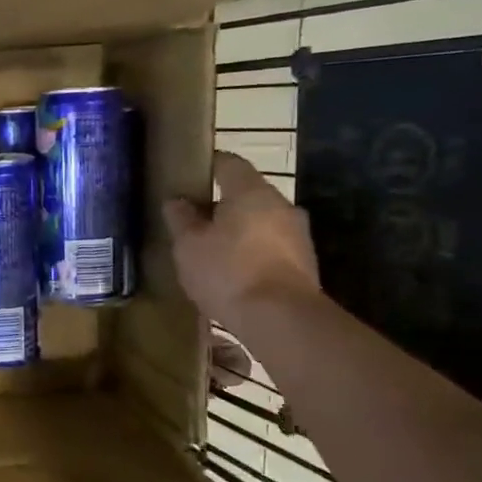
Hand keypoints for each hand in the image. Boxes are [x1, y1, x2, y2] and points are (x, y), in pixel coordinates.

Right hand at [163, 151, 319, 324]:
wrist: (280, 318)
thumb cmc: (228, 271)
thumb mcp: (188, 245)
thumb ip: (181, 219)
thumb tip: (176, 201)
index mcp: (251, 191)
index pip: (229, 163)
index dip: (208, 165)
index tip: (190, 174)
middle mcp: (281, 205)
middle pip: (247, 194)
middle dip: (222, 204)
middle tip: (195, 219)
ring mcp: (298, 234)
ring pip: (261, 222)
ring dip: (239, 230)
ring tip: (212, 249)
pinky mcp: (304, 263)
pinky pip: (271, 247)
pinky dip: (252, 252)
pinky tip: (233, 273)